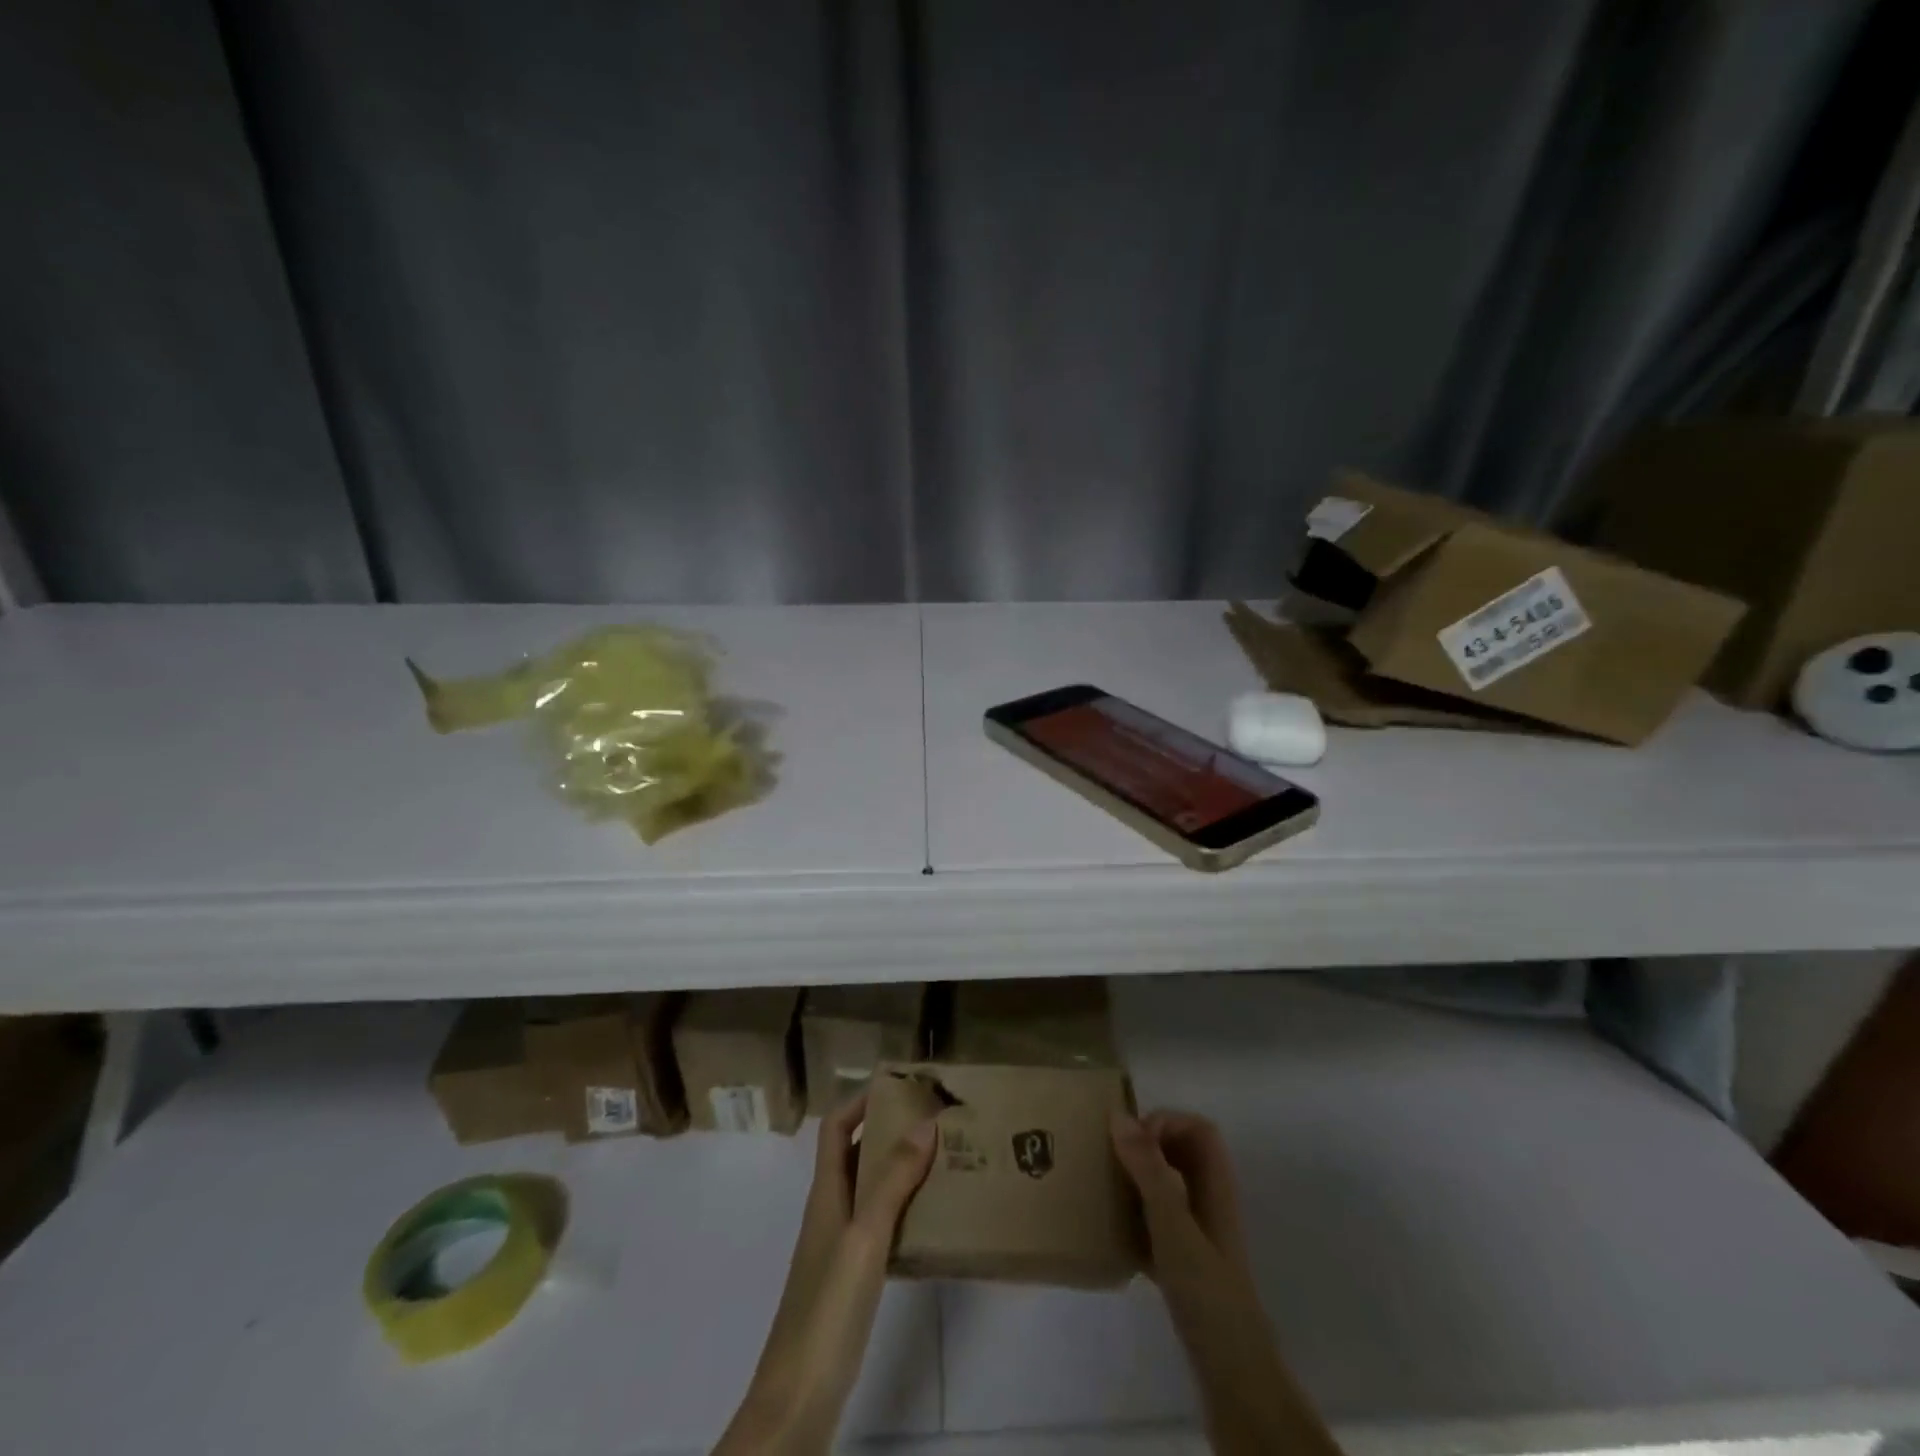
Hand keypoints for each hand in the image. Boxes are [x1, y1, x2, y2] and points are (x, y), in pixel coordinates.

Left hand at [713, 1094, 936, 1455]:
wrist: (797, 1399)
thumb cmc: (827, 1308)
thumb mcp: (865, 1238)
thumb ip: (892, 1181)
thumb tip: (924, 1121)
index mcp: (825, 1193)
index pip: (836, 1127)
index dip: (860, 1100)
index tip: (899, 1084)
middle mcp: (829, 1211)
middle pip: (854, 1154)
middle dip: (887, 1130)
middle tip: (934, 1120)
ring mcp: (837, 1248)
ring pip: (868, 1189)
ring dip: (898, 1169)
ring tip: (941, 1161)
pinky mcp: (849, 1280)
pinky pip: (877, 1225)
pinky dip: (901, 1210)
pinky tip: (929, 1221)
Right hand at [1110, 1108, 1254, 1306]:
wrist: (1231, 1373)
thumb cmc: (1206, 1290)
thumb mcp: (1173, 1224)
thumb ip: (1148, 1169)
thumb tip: (1119, 1115)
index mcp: (1216, 1185)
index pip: (1198, 1129)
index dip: (1167, 1122)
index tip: (1132, 1140)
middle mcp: (1210, 1202)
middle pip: (1181, 1154)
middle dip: (1146, 1147)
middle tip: (1112, 1158)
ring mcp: (1199, 1234)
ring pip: (1168, 1187)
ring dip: (1138, 1179)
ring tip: (1105, 1187)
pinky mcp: (1185, 1264)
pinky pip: (1158, 1223)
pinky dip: (1136, 1217)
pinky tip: (1113, 1232)